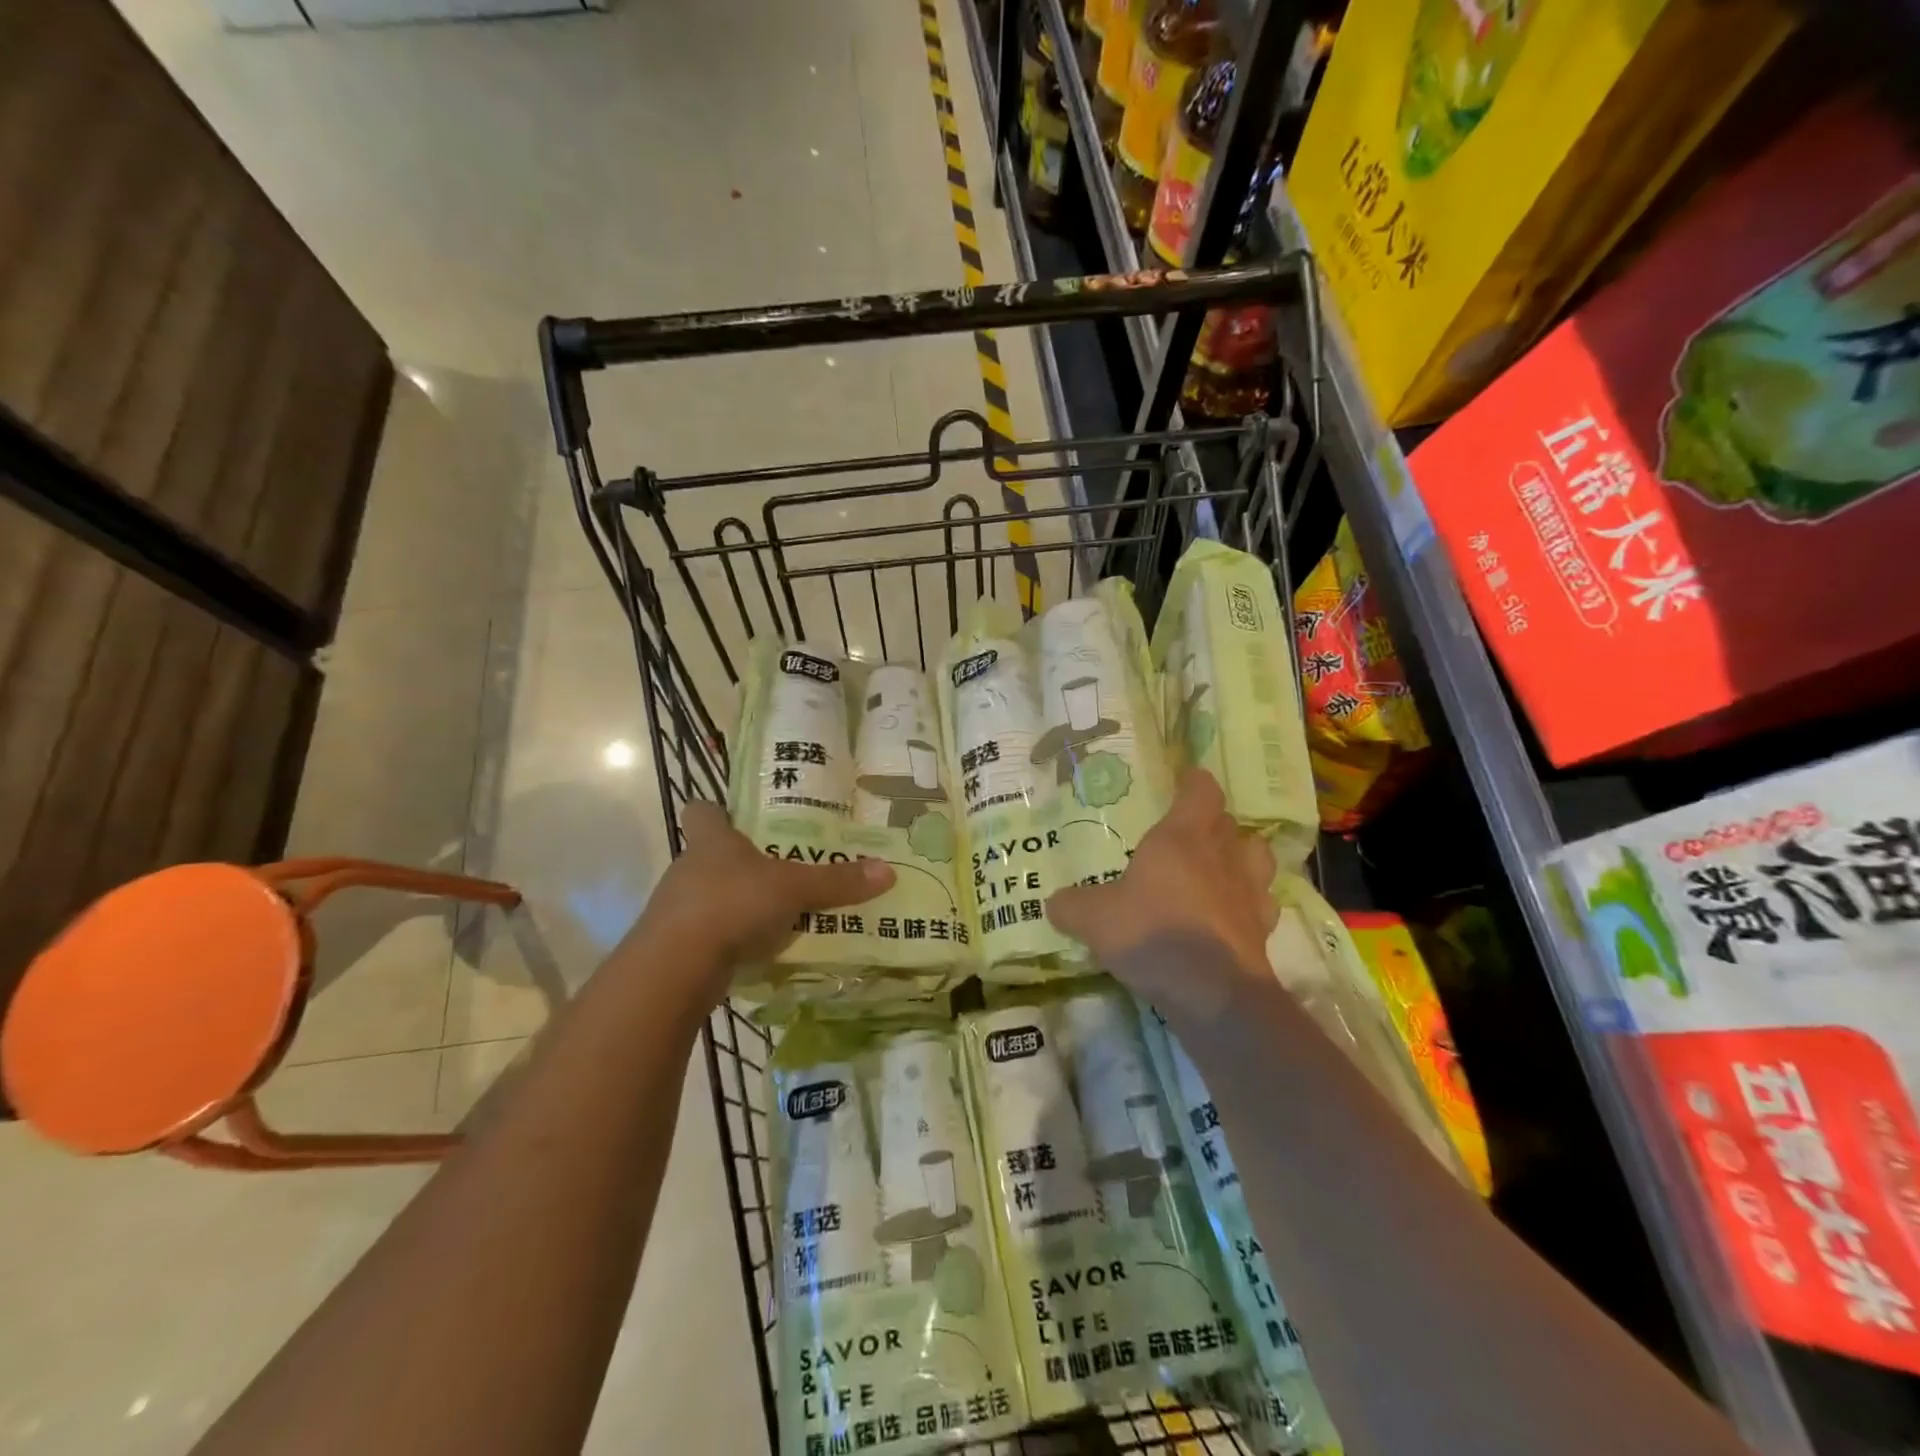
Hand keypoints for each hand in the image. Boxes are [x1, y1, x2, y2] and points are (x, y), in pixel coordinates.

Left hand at [627, 801, 893, 998]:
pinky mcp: (677, 946)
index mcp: (711, 841)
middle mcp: (689, 868)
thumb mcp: (795, 889)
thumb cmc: (732, 904)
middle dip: (743, 862)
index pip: (702, 811)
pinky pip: (711, 934)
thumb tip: (888, 870)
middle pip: (711, 855)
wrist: (675, 969)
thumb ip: (837, 881)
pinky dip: (732, 939)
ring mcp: (678, 909)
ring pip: (711, 896)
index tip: (739, 816)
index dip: (718, 810)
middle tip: (783, 867)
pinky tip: (760, 950)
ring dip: (738, 903)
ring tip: (780, 912)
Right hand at [1047, 769, 1275, 998]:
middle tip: (1189, 835)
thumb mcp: (1094, 918)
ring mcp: (1250, 891)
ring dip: (1242, 858)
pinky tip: (1231, 917)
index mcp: (1181, 837)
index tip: (1183, 784)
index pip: (1201, 790)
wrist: (1211, 992)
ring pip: (1257, 857)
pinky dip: (1250, 904)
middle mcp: (1222, 855)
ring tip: (1220, 870)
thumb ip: (1072, 906)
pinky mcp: (1264, 929)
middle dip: (1213, 823)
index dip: (1194, 783)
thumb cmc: (1151, 933)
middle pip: (1230, 822)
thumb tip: (1054, 903)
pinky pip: (1262, 904)